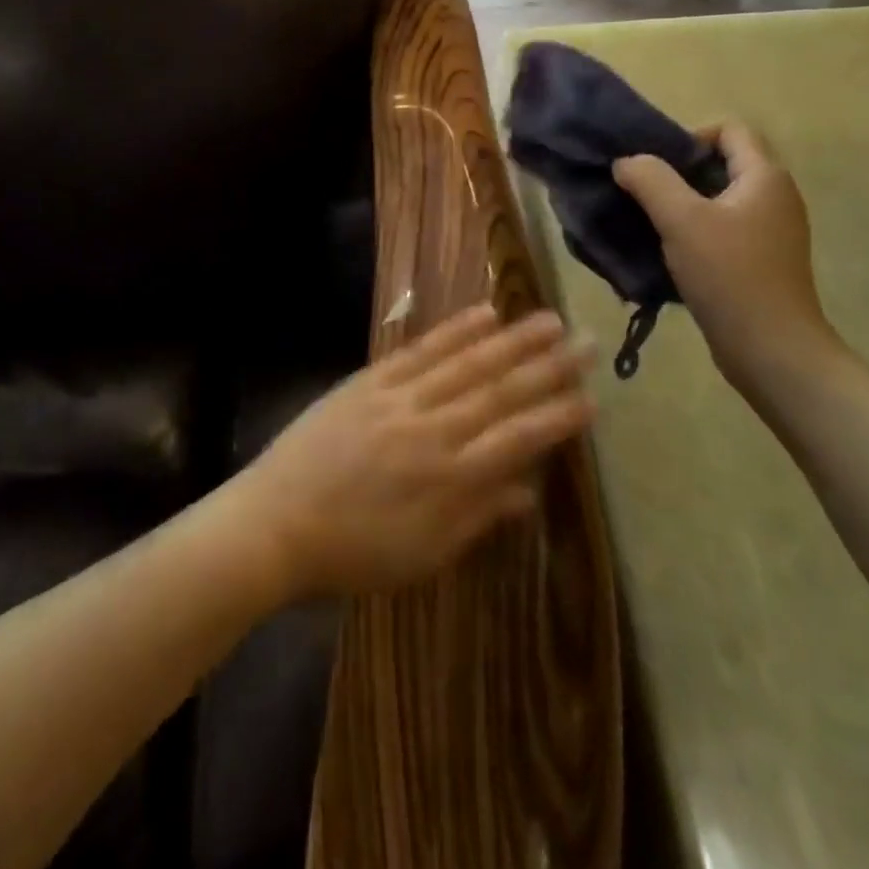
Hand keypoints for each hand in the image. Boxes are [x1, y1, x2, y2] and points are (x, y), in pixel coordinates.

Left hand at [238, 305, 595, 598]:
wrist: (275, 523)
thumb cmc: (352, 553)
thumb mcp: (423, 555)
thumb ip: (478, 518)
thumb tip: (529, 491)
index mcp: (451, 478)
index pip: (519, 439)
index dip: (558, 417)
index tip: (593, 397)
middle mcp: (434, 429)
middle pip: (500, 391)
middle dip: (549, 366)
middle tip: (588, 342)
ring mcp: (400, 398)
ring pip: (467, 362)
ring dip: (512, 339)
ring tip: (548, 319)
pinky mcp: (370, 380)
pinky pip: (420, 350)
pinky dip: (454, 330)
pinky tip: (482, 314)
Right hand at [614, 122, 844, 397]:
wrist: (772, 349)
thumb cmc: (729, 275)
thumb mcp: (681, 220)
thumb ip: (650, 180)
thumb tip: (626, 161)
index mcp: (765, 176)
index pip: (731, 129)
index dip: (690, 136)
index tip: (657, 166)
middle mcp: (775, 196)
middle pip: (723, 163)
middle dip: (679, 173)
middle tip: (644, 194)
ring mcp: (772, 231)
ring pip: (720, 200)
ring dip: (683, 205)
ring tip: (650, 224)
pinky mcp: (762, 261)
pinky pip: (724, 230)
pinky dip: (696, 232)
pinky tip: (671, 254)